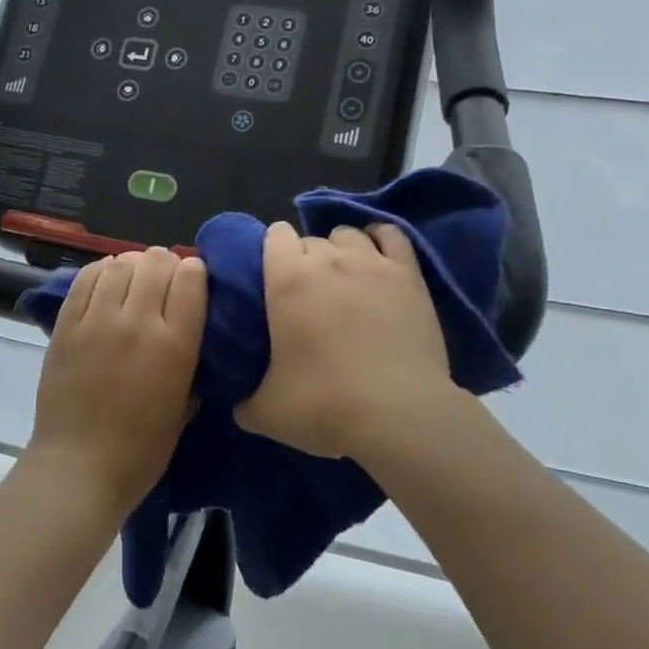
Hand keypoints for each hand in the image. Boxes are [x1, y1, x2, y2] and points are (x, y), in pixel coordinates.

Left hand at [28, 248, 207, 519]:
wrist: (79, 468)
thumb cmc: (141, 450)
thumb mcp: (185, 407)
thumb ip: (193, 364)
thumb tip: (191, 332)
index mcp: (175, 345)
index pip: (191, 278)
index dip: (195, 272)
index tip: (193, 282)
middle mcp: (138, 323)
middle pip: (156, 262)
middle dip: (166, 264)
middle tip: (163, 280)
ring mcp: (97, 320)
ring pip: (120, 263)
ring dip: (133, 265)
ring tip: (133, 280)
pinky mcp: (66, 324)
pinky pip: (86, 278)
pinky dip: (101, 271)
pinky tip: (106, 282)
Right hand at [236, 222, 458, 460]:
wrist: (399, 414)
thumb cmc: (325, 405)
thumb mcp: (266, 412)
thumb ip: (245, 402)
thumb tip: (240, 404)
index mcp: (287, 279)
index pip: (275, 235)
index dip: (272, 251)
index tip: (273, 279)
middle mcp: (328, 259)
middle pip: (310, 239)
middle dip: (306, 259)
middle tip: (307, 295)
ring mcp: (372, 263)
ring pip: (349, 234)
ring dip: (341, 249)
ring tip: (343, 278)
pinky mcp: (408, 275)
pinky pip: (392, 235)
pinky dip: (380, 241)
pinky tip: (377, 260)